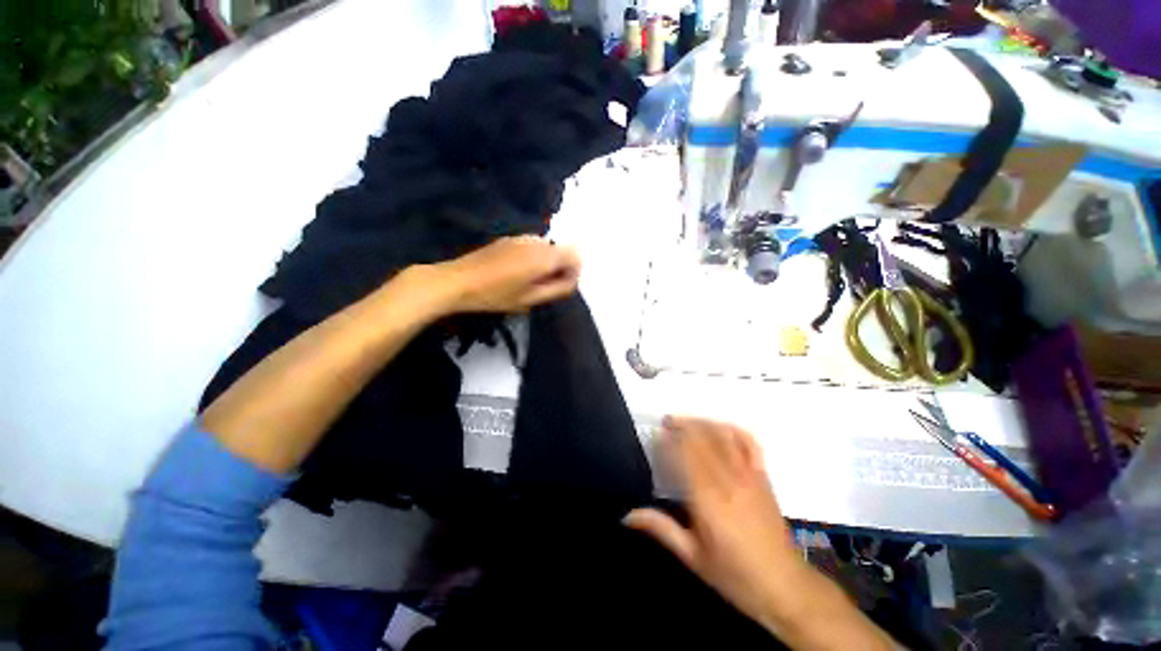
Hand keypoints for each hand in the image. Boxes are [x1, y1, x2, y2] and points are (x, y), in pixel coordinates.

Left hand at [428, 236, 580, 314]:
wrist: (458, 280)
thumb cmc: (496, 295)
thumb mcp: (530, 299)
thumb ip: (557, 289)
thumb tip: (573, 281)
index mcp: (544, 257)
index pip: (575, 255)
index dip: (573, 271)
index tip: (560, 286)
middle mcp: (537, 241)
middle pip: (562, 250)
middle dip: (560, 267)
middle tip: (543, 286)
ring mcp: (522, 237)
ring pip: (547, 247)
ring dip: (546, 262)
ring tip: (529, 279)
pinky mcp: (509, 238)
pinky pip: (533, 245)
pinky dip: (534, 256)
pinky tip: (516, 270)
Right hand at [624, 417, 803, 633]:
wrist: (785, 586)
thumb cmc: (735, 575)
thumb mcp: (692, 557)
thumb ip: (660, 529)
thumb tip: (626, 515)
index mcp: (708, 500)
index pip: (685, 456)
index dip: (670, 440)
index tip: (656, 434)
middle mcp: (728, 481)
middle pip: (703, 439)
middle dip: (682, 425)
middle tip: (666, 421)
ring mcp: (749, 475)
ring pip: (723, 435)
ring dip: (703, 422)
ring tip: (686, 421)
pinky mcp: (763, 476)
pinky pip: (749, 443)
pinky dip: (733, 429)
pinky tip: (720, 427)